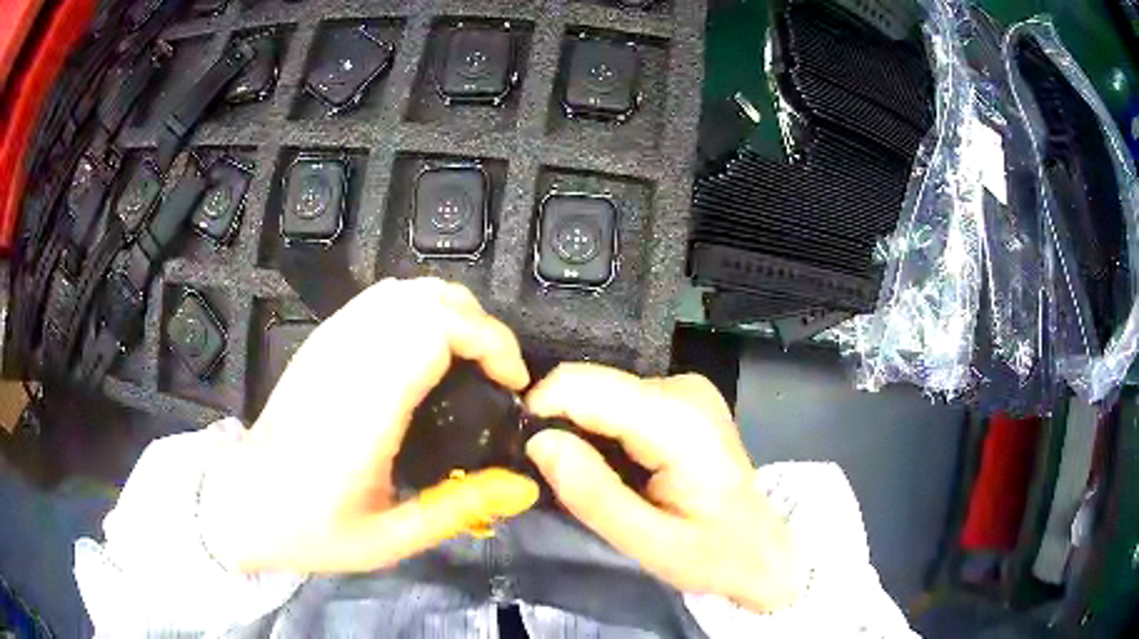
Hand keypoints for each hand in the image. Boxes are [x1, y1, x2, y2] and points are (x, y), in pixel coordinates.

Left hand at [199, 278, 539, 573]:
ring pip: (403, 290)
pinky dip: (418, 308)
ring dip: (450, 311)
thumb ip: (458, 510)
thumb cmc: (312, 529)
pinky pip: (378, 299)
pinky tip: (426, 348)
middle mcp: (346, 360)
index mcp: (364, 407)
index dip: (488, 341)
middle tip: (497, 372)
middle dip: (479, 324)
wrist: (243, 502)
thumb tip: (524, 487)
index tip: (511, 382)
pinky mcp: (320, 341)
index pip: (434, 330)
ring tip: (470, 358)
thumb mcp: (390, 539)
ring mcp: (328, 343)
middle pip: (426, 299)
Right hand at [525, 364, 803, 612]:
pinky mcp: (680, 397)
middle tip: (560, 478)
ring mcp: (684, 388)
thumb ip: (592, 494)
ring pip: (601, 391)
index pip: (584, 385)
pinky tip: (613, 465)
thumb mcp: (648, 544)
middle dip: (561, 424)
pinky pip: (618, 400)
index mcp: (678, 421)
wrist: (762, 548)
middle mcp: (682, 388)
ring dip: (581, 429)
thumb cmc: (713, 554)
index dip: (541, 410)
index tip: (525, 451)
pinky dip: (601, 429)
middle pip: (591, 385)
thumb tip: (538, 441)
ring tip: (590, 477)